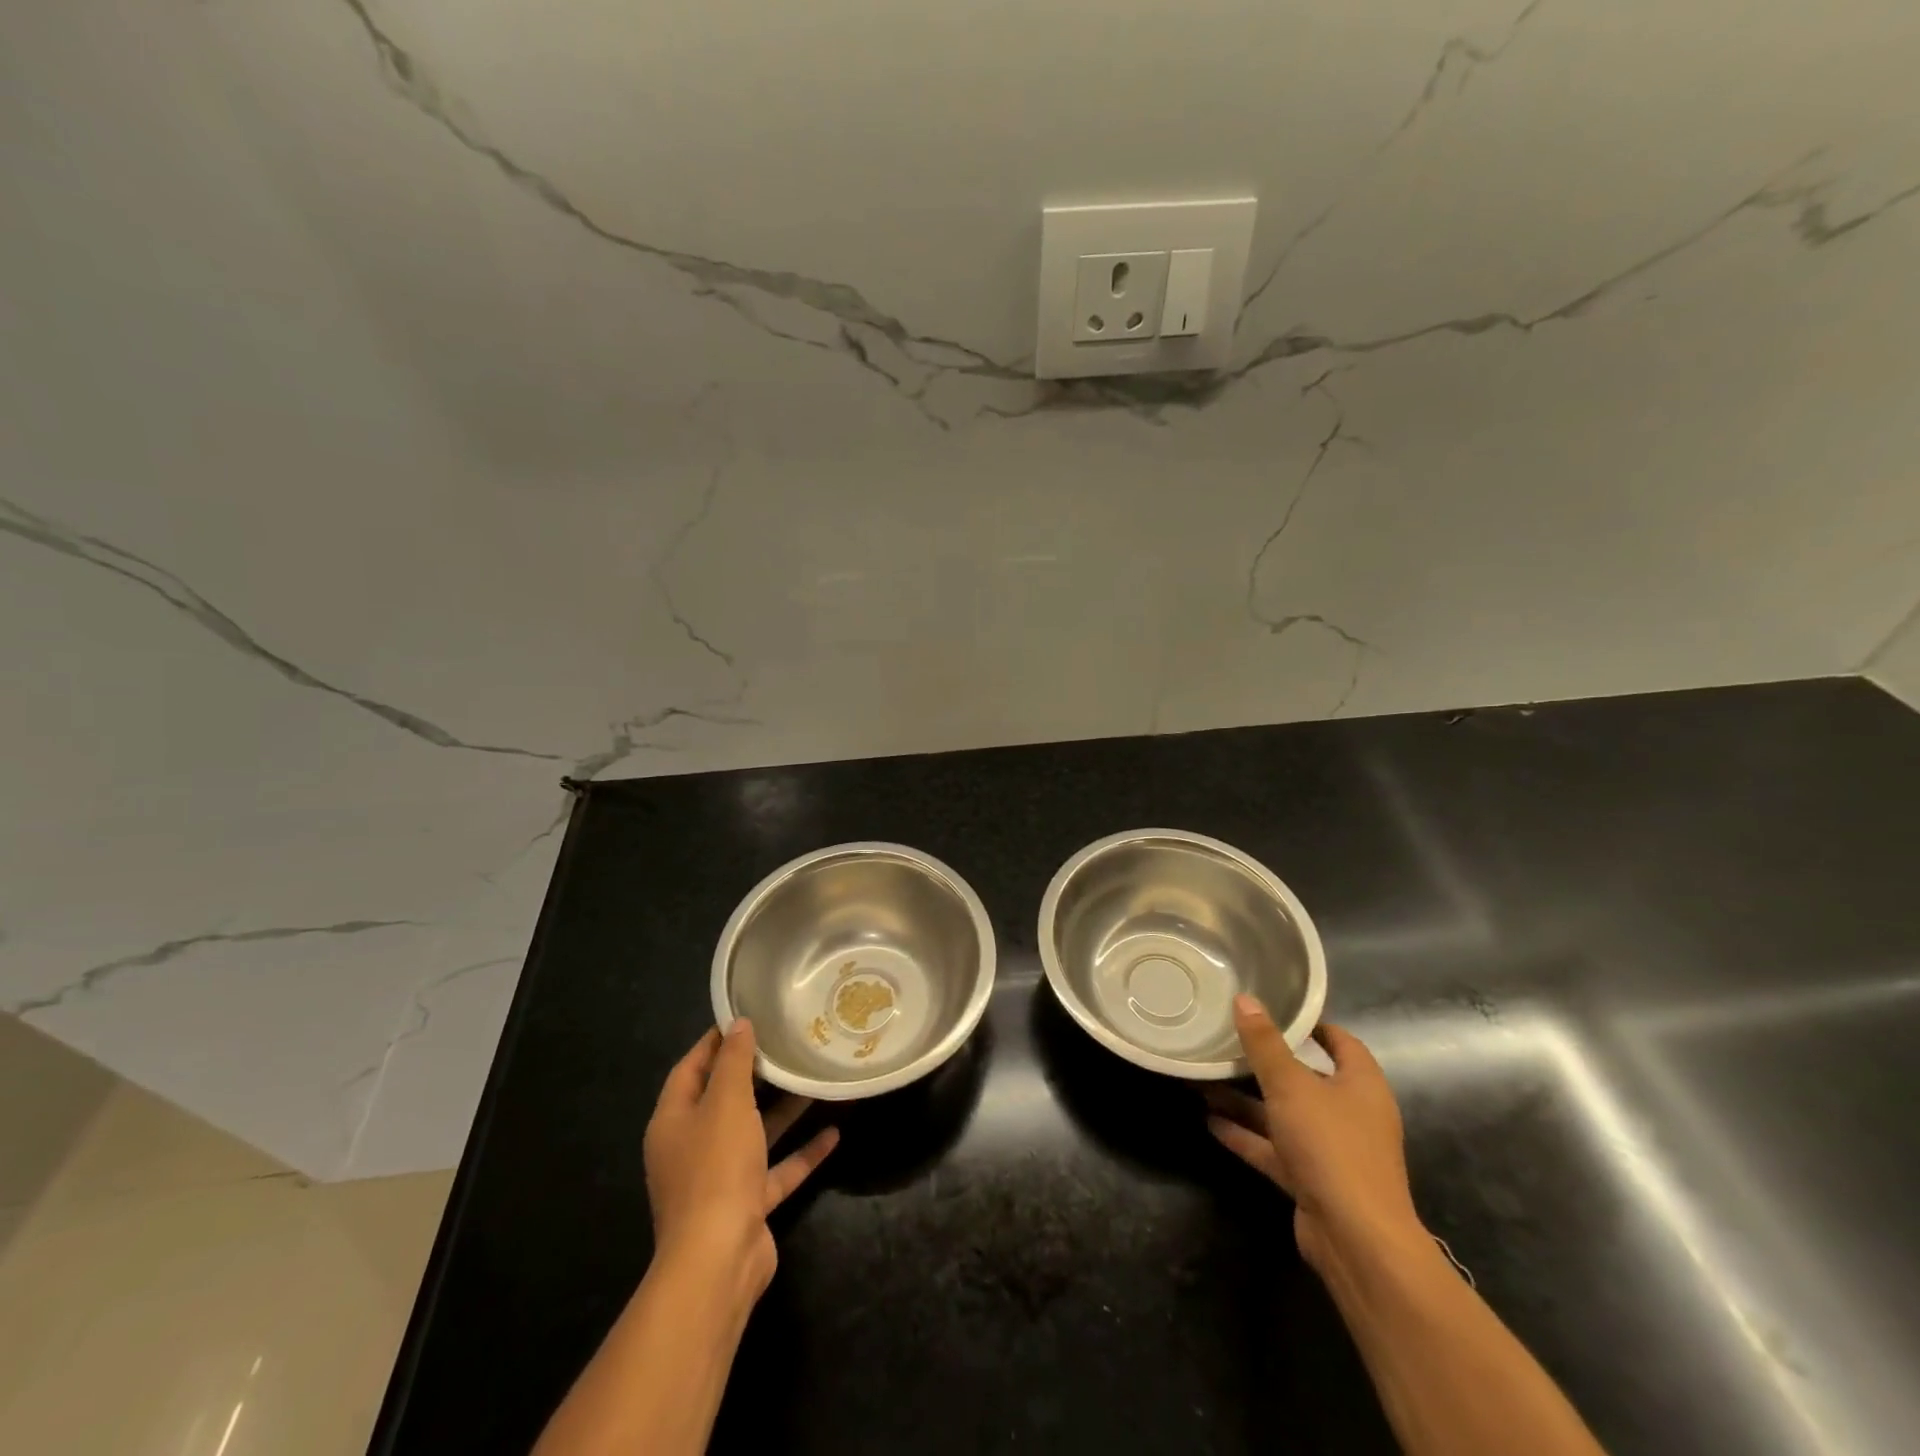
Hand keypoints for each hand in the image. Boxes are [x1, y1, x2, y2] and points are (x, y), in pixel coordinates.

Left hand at [643, 1020, 838, 1301]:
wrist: (717, 1261)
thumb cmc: (715, 1169)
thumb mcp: (726, 1103)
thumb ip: (733, 1062)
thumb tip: (738, 1024)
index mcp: (674, 1120)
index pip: (691, 1068)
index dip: (715, 1041)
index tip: (747, 1016)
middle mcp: (692, 1147)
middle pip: (723, 1100)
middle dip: (754, 1073)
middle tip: (787, 1043)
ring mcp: (719, 1179)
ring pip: (753, 1133)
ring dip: (782, 1110)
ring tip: (813, 1079)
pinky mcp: (746, 1205)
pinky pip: (776, 1169)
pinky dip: (801, 1152)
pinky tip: (833, 1134)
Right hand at [1206, 995, 1424, 1275]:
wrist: (1357, 1240)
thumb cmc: (1331, 1146)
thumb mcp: (1291, 1086)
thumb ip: (1265, 1044)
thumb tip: (1245, 999)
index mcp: (1361, 1085)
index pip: (1341, 1043)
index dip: (1311, 1026)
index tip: (1274, 1011)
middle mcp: (1350, 1114)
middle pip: (1306, 1079)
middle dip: (1266, 1063)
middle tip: (1228, 1041)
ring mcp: (1331, 1150)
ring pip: (1284, 1115)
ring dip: (1247, 1101)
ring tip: (1205, 1080)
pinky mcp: (1311, 1180)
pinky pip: (1274, 1149)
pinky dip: (1246, 1135)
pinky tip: (1210, 1120)